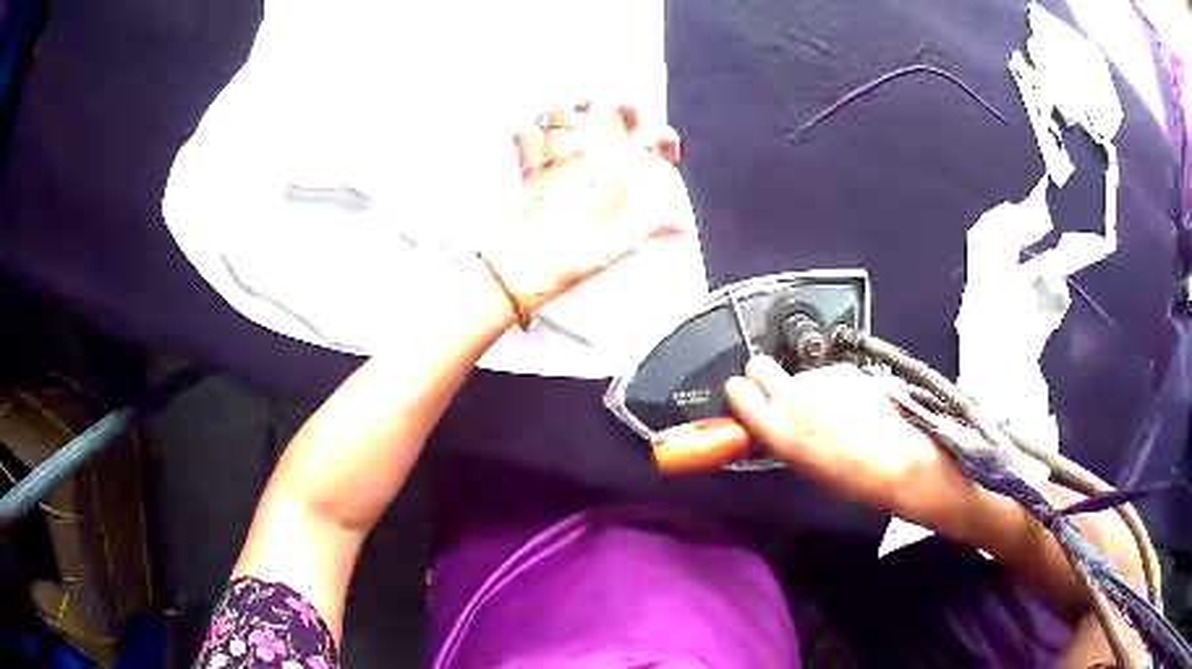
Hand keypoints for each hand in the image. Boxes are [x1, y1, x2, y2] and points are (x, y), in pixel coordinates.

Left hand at [479, 102, 686, 323]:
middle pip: (612, 102)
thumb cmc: (577, 257)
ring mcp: (555, 154)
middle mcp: (589, 153)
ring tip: (579, 119)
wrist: (530, 264)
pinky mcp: (528, 161)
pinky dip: (530, 130)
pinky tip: (537, 139)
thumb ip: (655, 227)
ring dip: (573, 108)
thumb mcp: (624, 244)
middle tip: (624, 123)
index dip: (666, 136)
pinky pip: (523, 129)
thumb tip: (684, 228)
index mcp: (618, 171)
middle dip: (623, 106)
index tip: (666, 155)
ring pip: (563, 105)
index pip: (653, 132)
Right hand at [724, 357, 988, 538]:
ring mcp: (821, 378)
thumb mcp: (801, 465)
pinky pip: (829, 374)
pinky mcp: (846, 369)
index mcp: (777, 428)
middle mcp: (793, 396)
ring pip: (801, 373)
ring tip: (834, 412)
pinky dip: (835, 386)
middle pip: (759, 364)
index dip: (741, 392)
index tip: (748, 399)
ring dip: (809, 387)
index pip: (737, 389)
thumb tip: (768, 425)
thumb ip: (779, 438)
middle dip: (764, 376)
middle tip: (782, 395)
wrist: (896, 460)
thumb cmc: (847, 479)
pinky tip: (854, 405)